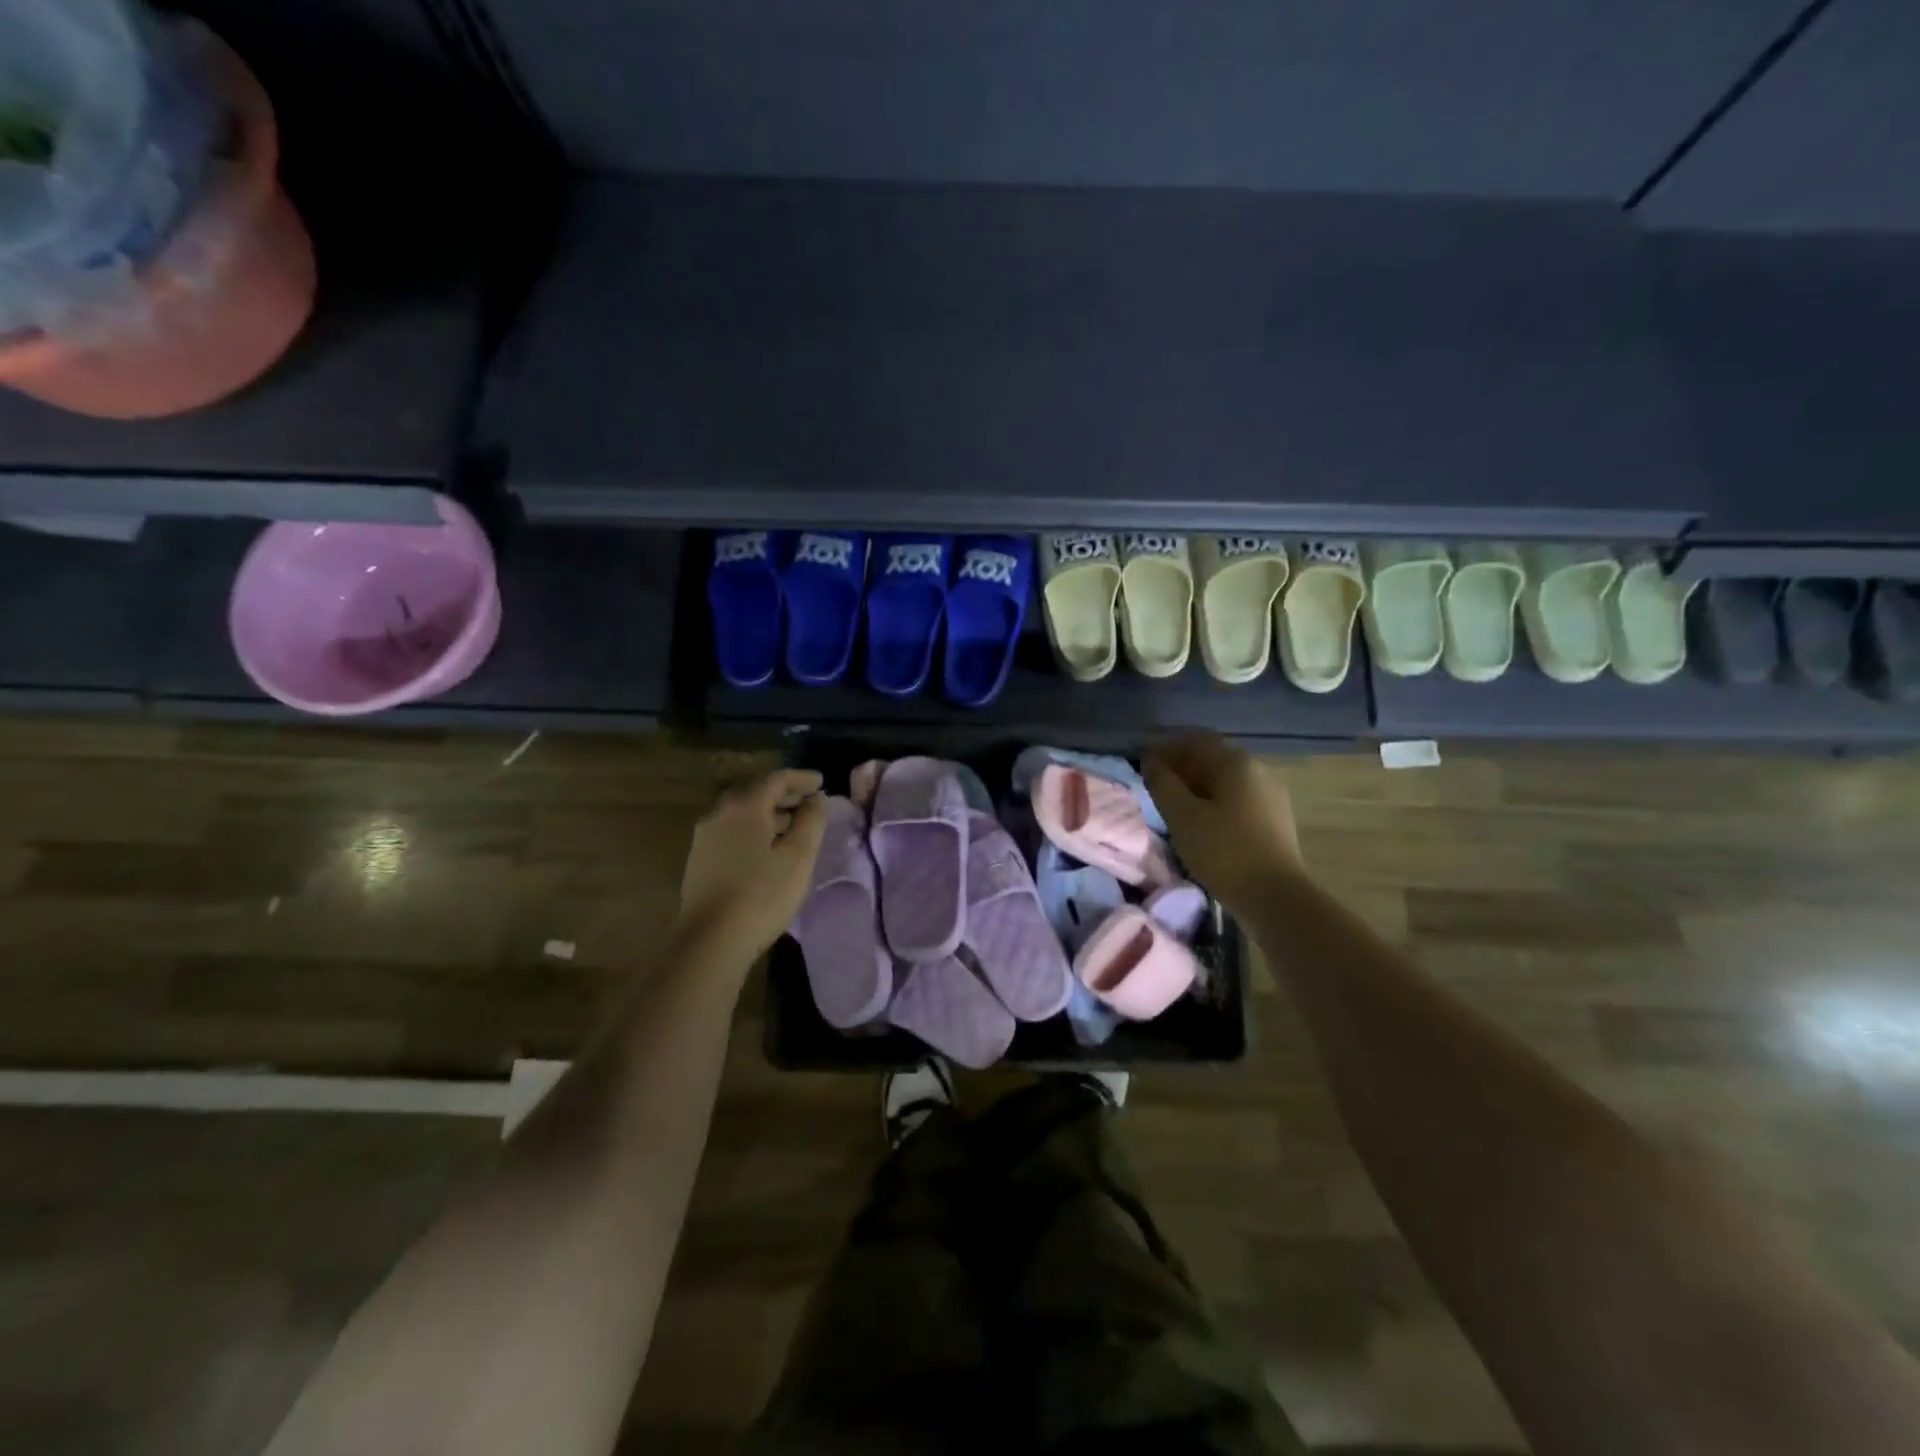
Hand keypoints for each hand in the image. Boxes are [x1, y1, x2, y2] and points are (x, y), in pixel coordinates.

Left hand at [676, 769, 828, 962]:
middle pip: (755, 792)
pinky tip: (766, 846)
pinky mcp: (699, 859)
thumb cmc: (761, 895)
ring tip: (792, 824)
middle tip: (809, 801)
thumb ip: (811, 821)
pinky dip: (753, 828)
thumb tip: (816, 799)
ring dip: (768, 812)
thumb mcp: (798, 857)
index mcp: (744, 806)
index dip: (801, 778)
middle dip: (784, 794)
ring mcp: (704, 836)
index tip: (822, 782)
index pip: (776, 779)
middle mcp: (719, 813)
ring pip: (741, 812)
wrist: (710, 941)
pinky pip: (731, 830)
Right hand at [1144, 732, 1304, 915]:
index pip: (1194, 740)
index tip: (1142, 765)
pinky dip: (1214, 802)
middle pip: (1212, 758)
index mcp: (1236, 762)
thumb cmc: (1224, 851)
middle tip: (1154, 786)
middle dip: (1181, 767)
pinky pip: (1237, 799)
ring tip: (1173, 807)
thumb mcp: (1182, 816)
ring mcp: (1270, 795)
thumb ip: (1162, 783)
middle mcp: (1258, 770)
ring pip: (1225, 780)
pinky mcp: (1274, 819)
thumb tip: (1151, 761)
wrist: (1276, 898)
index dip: (1165, 748)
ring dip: (1196, 786)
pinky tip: (1200, 823)